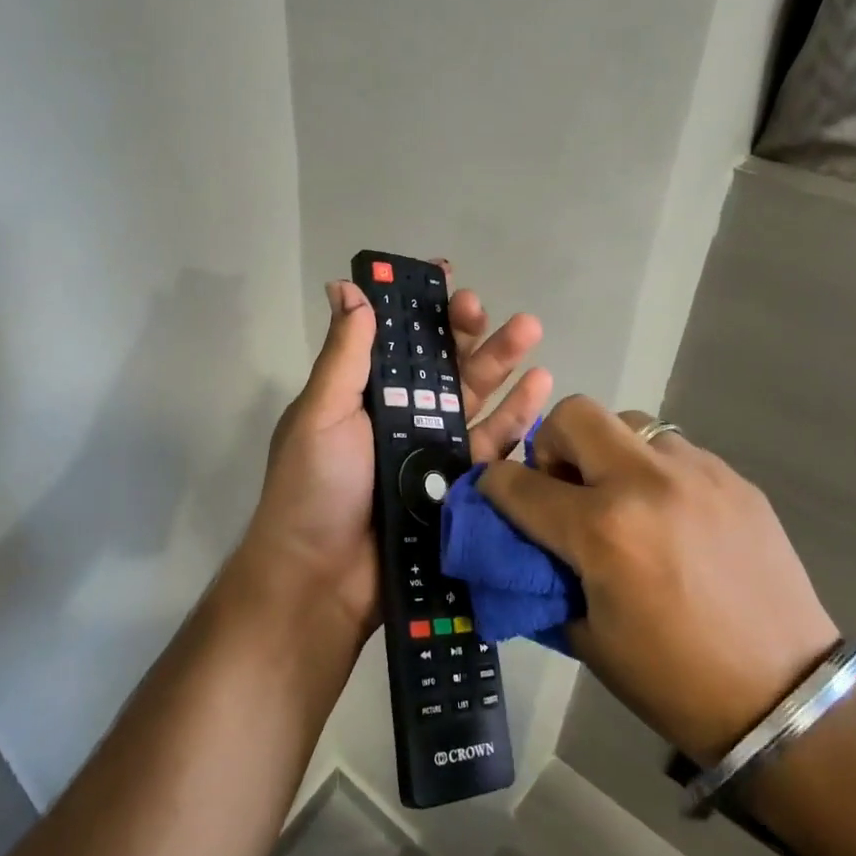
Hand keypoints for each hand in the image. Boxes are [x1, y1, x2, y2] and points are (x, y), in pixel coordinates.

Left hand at [232, 262, 550, 640]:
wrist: (323, 581)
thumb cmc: (315, 487)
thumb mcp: (321, 413)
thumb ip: (344, 353)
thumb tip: (346, 286)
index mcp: (366, 393)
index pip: (399, 339)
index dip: (421, 307)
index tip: (446, 274)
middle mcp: (402, 415)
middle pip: (444, 363)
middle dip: (467, 330)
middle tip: (485, 307)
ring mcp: (433, 450)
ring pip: (475, 396)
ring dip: (502, 362)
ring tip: (530, 330)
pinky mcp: (460, 485)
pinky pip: (493, 444)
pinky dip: (517, 416)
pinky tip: (541, 386)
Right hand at [477, 396, 837, 763]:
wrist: (786, 700)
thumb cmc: (672, 680)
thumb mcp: (586, 634)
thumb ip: (544, 573)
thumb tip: (522, 539)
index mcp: (603, 531)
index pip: (519, 483)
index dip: (495, 486)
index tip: (498, 495)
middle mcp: (646, 483)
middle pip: (574, 415)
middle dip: (552, 445)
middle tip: (565, 488)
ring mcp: (697, 473)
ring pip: (629, 423)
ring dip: (608, 454)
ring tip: (624, 501)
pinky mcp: (734, 478)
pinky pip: (674, 450)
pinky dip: (655, 472)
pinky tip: (671, 518)